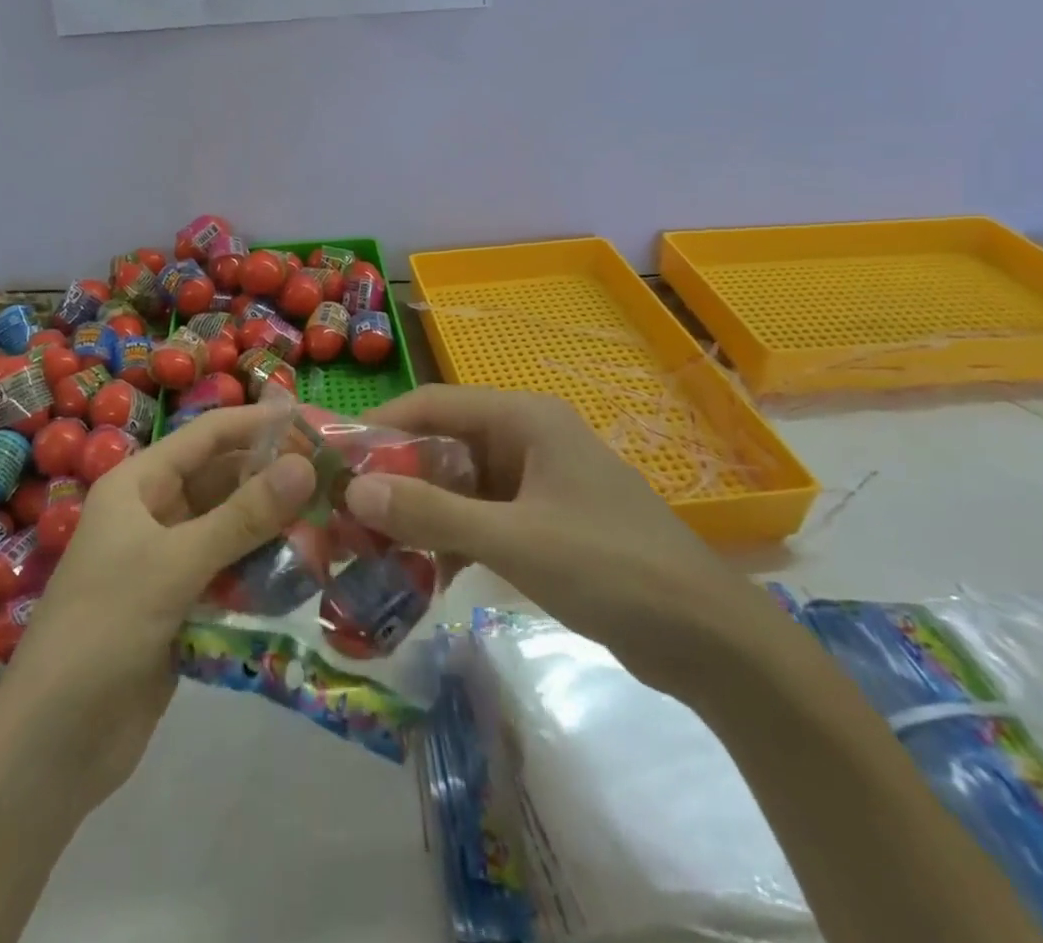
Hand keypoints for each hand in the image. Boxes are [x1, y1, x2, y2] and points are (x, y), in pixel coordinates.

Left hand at [0, 405, 316, 808]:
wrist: (52, 745)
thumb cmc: (104, 630)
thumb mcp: (174, 564)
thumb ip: (243, 516)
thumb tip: (306, 466)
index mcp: (138, 485)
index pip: (208, 435)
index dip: (258, 424)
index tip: (315, 422)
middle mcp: (154, 513)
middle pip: (223, 480)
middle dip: (274, 479)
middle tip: (336, 482)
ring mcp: (167, 560)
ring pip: (231, 527)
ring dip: (274, 527)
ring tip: (331, 526)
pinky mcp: (181, 604)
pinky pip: (230, 571)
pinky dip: (261, 570)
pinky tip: (302, 574)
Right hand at [348, 386, 767, 696]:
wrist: (709, 639)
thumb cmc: (610, 567)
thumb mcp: (514, 540)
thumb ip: (433, 514)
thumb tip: (353, 491)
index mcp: (523, 418)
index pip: (433, 403)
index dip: (381, 425)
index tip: (333, 457)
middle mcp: (526, 437)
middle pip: (443, 443)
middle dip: (395, 477)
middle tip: (344, 512)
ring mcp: (537, 480)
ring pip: (459, 484)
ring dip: (421, 513)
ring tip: (372, 547)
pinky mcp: (544, 520)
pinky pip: (482, 517)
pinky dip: (453, 539)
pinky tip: (425, 575)